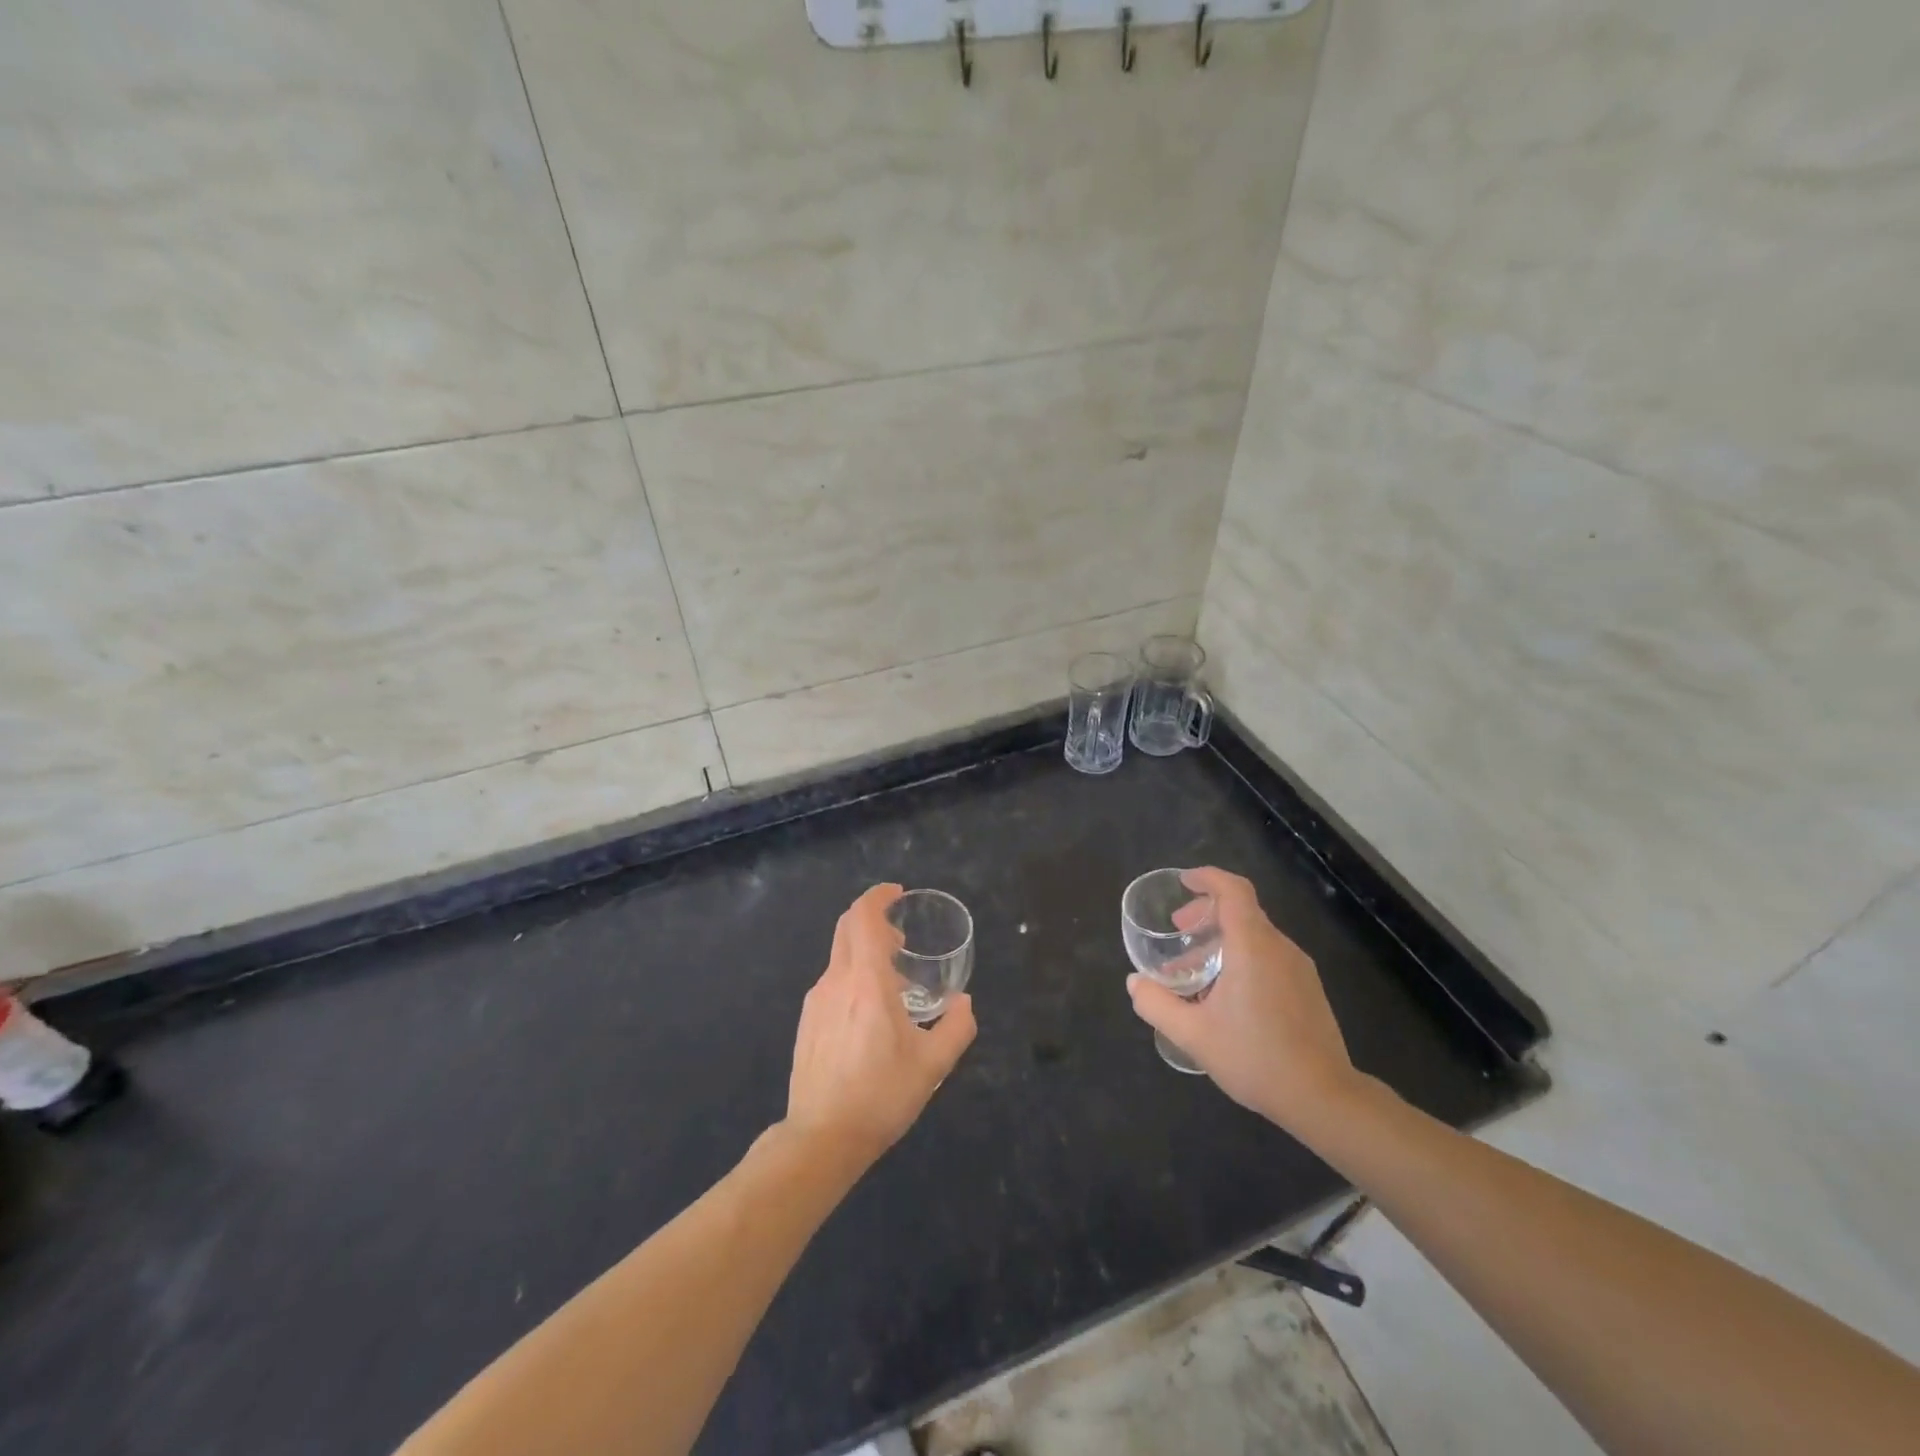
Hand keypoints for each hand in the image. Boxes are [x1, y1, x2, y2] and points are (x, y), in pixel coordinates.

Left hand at [784, 883, 976, 1171]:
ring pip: (839, 956)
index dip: (878, 896)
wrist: (821, 1138)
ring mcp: (816, 1001)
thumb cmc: (881, 1095)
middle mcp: (837, 981)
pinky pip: (831, 981)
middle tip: (900, 937)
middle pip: (846, 927)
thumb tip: (964, 1003)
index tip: (897, 894)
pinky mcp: (807, 1022)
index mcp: (867, 982)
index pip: (863, 917)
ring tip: (892, 982)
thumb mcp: (933, 1065)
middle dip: (872, 919)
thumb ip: (957, 1027)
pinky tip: (869, 1013)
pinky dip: (852, 976)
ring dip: (864, 951)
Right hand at [1127, 867, 1359, 1135]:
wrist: (1323, 1098)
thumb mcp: (1193, 1034)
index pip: (1233, 891)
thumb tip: (1134, 983)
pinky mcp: (1308, 988)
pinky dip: (1242, 957)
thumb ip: (1157, 1004)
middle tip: (1179, 932)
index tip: (1183, 882)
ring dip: (1221, 939)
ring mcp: (1299, 968)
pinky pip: (1269, 956)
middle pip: (1242, 910)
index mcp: (1252, 947)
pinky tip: (1226, 994)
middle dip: (1206, 912)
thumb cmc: (1255, 1058)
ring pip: (1255, 935)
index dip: (1208, 877)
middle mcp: (1279, 948)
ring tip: (1195, 970)